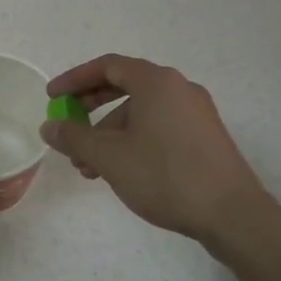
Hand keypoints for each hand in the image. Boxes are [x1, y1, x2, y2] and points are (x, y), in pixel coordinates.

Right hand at [42, 54, 280, 249]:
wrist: (232, 214)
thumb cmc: (165, 175)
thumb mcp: (109, 157)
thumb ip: (74, 137)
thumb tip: (49, 126)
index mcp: (156, 82)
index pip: (107, 66)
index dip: (74, 79)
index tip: (52, 98)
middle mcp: (178, 88)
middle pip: (125, 87)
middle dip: (90, 109)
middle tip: (68, 129)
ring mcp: (196, 112)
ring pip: (141, 112)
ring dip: (109, 133)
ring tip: (89, 168)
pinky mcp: (205, 136)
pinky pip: (159, 126)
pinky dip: (133, 141)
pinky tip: (120, 171)